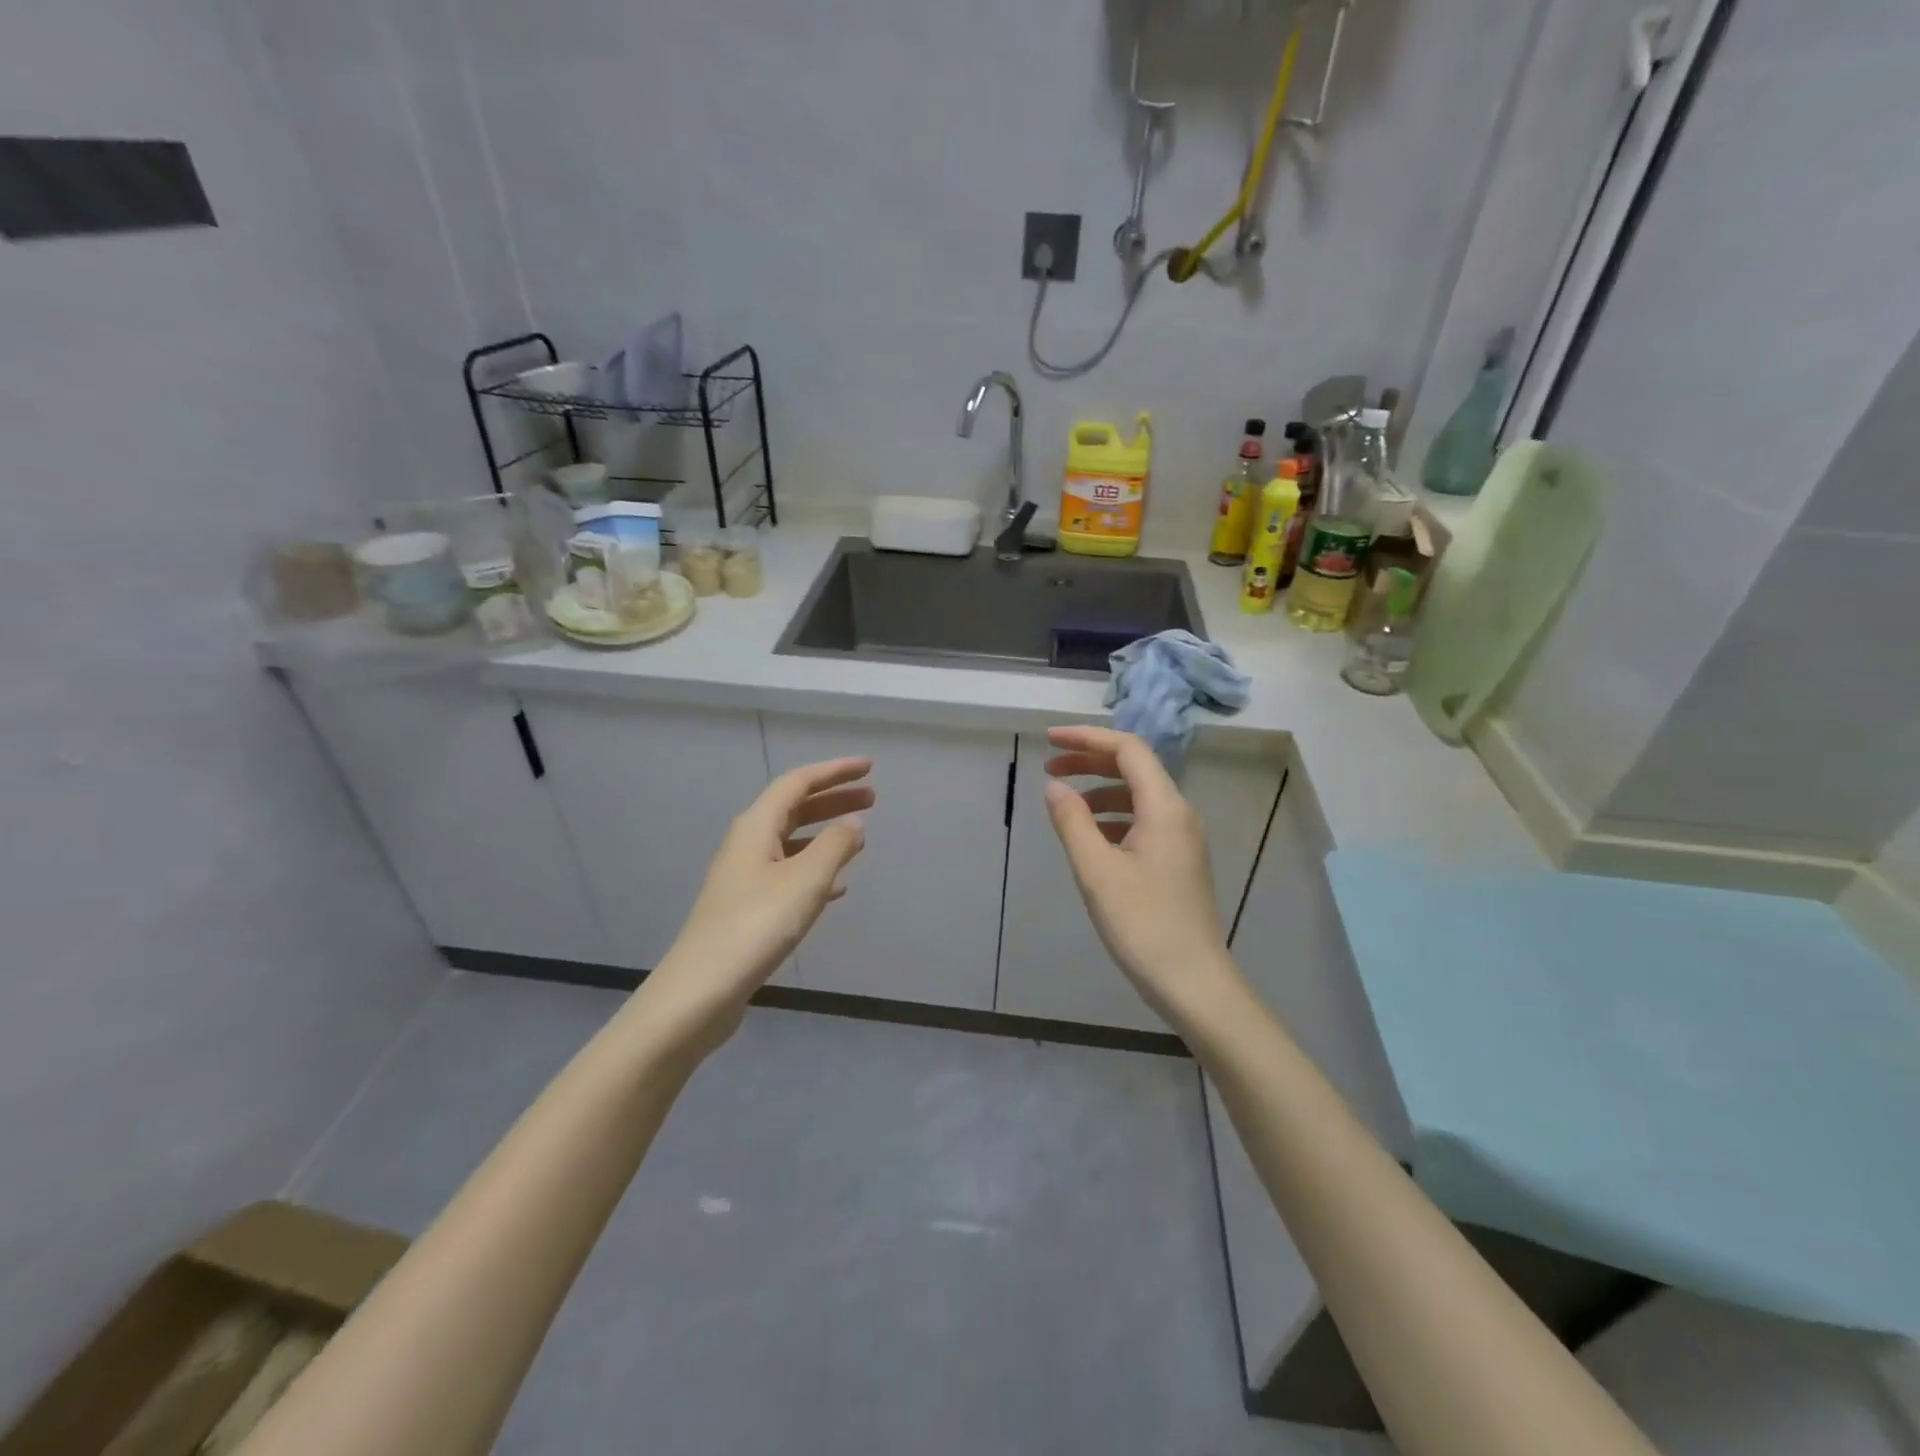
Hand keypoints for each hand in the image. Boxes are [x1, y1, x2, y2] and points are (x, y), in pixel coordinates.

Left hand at [640, 757, 872, 1054]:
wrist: (700, 991)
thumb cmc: (756, 925)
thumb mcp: (805, 881)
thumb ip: (835, 846)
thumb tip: (853, 821)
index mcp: (756, 826)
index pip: (798, 782)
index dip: (834, 771)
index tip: (868, 768)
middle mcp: (746, 844)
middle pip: (794, 808)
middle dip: (833, 799)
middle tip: (872, 798)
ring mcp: (744, 877)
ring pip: (791, 841)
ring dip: (825, 833)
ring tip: (859, 836)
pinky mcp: (747, 908)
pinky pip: (788, 873)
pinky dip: (815, 869)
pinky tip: (836, 887)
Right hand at [1042, 725, 1238, 1025]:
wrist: (1193, 982)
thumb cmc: (1143, 924)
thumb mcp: (1097, 871)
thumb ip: (1072, 822)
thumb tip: (1055, 786)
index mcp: (1164, 807)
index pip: (1128, 749)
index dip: (1087, 738)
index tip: (1049, 741)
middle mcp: (1179, 814)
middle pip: (1135, 768)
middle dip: (1091, 760)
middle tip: (1050, 767)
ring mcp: (1182, 839)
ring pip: (1138, 796)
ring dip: (1100, 789)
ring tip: (1064, 802)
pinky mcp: (1178, 862)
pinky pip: (1143, 821)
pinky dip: (1112, 816)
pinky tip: (1090, 836)